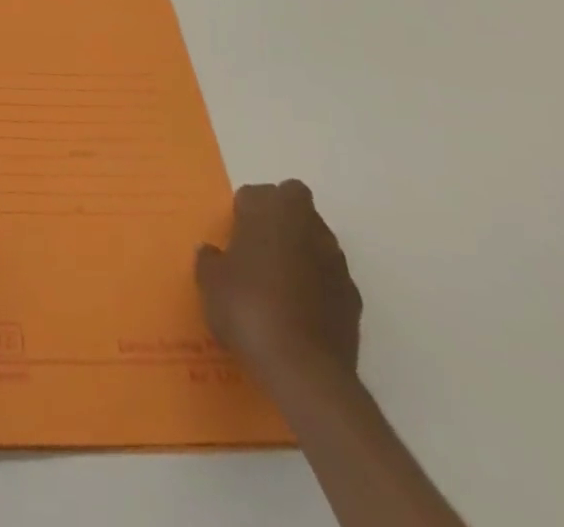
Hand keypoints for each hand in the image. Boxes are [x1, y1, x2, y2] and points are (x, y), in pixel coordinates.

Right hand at [196, 180, 360, 387]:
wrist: (303, 370)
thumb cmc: (248, 307)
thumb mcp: (210, 281)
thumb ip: (210, 259)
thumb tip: (214, 254)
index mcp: (271, 209)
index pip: (256, 193)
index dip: (244, 212)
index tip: (234, 237)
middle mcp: (308, 225)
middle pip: (295, 205)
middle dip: (280, 220)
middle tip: (258, 249)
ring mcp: (336, 261)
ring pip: (316, 240)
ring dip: (301, 251)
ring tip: (278, 285)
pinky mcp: (353, 298)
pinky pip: (330, 279)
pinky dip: (317, 287)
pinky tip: (298, 313)